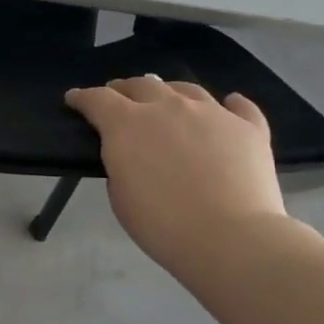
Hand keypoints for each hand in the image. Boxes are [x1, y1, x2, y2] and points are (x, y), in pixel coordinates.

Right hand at [64, 77, 284, 280]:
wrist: (231, 238)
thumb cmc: (162, 224)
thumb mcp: (120, 196)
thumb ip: (121, 164)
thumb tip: (132, 153)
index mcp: (128, 124)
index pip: (98, 99)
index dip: (82, 98)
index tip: (74, 99)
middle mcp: (169, 107)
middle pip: (141, 85)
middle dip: (125, 89)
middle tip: (119, 97)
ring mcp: (212, 113)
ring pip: (187, 89)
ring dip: (170, 91)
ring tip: (167, 98)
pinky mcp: (248, 128)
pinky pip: (239, 107)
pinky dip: (230, 105)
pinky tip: (228, 105)